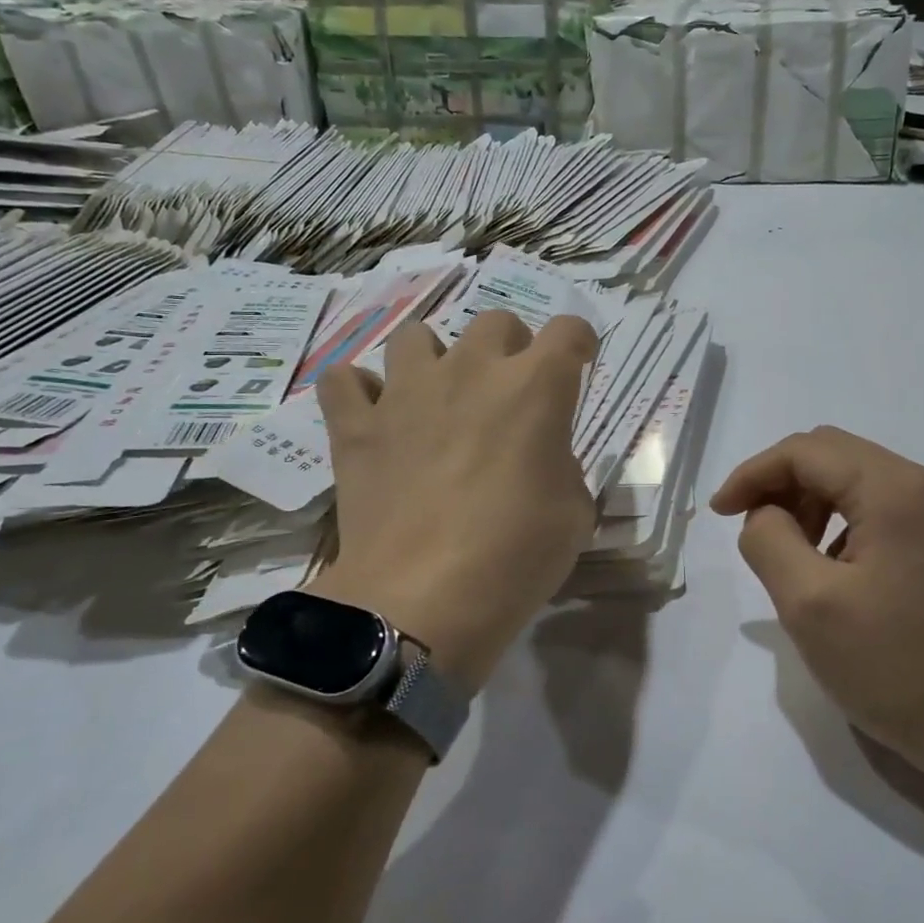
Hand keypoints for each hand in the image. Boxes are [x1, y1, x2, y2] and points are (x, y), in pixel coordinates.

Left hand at [314, 310, 599, 691]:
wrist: (421, 600)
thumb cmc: (515, 557)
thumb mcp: (574, 514)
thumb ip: (562, 467)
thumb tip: (539, 459)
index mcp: (535, 387)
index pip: (568, 330)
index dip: (578, 344)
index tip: (577, 365)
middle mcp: (471, 371)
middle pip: (496, 322)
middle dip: (511, 348)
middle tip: (509, 394)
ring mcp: (406, 392)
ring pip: (417, 336)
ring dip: (435, 360)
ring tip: (438, 400)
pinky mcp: (357, 425)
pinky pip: (344, 381)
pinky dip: (360, 392)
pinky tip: (375, 417)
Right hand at [711, 426, 923, 774]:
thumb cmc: (896, 669)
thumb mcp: (809, 605)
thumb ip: (769, 540)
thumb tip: (765, 515)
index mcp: (896, 490)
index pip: (806, 451)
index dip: (753, 473)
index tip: (720, 513)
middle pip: (832, 455)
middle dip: (781, 484)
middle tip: (753, 532)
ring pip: (855, 477)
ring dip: (810, 502)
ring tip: (792, 555)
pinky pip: (880, 504)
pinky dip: (841, 520)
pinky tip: (833, 567)